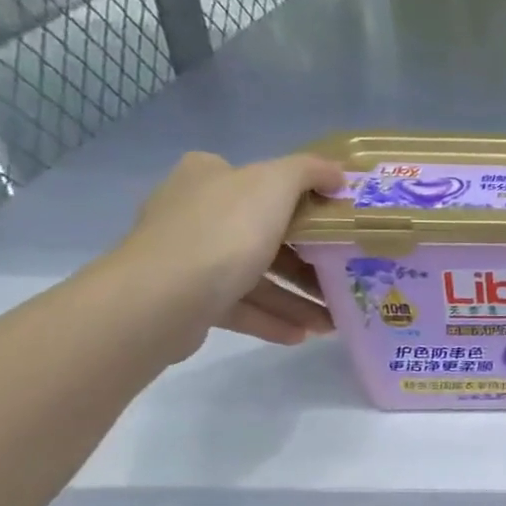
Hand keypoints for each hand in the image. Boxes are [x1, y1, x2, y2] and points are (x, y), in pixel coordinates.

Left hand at [115, 151, 346, 357]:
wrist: (162, 299)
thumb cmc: (224, 231)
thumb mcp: (275, 184)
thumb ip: (310, 171)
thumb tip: (338, 173)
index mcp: (208, 176)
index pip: (259, 179)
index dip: (300, 198)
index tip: (334, 221)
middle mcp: (193, 212)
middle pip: (264, 233)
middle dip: (308, 260)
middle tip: (343, 275)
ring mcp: (187, 257)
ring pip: (255, 275)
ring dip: (296, 297)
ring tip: (331, 320)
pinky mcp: (187, 299)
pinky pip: (240, 307)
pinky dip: (272, 319)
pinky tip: (303, 334)